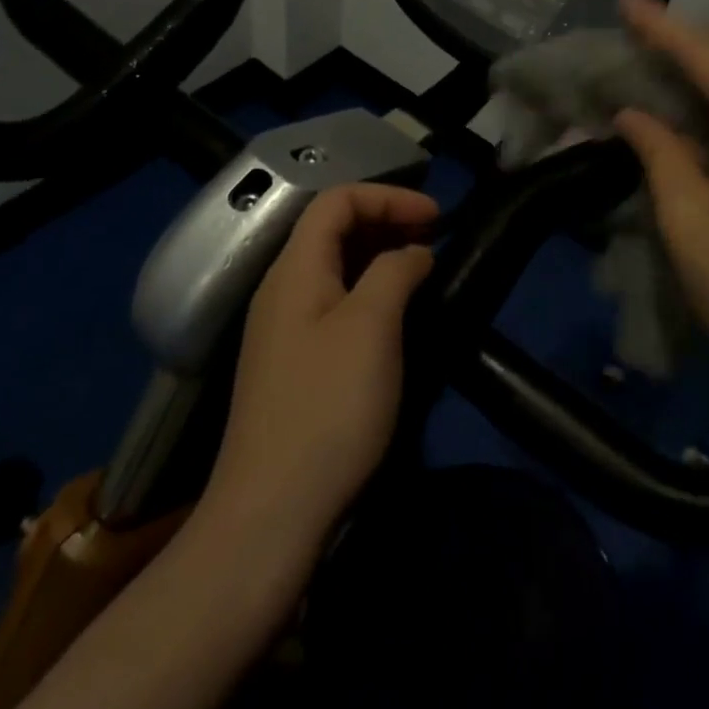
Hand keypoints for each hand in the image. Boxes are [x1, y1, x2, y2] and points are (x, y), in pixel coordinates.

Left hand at [200, 184, 437, 567]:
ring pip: (335, 266)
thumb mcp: (371, 327)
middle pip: (332, 229)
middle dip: (386, 220)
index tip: (436, 215)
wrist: (272, 512)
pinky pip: (334, 302)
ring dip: (380, 254)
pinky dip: (369, 289)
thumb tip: (414, 252)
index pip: (337, 200)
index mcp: (295, 269)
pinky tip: (395, 312)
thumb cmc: (328, 407)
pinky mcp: (294, 363)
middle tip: (434, 235)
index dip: (388, 196)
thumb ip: (395, 272)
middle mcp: (283, 289)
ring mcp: (284, 328)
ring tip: (423, 266)